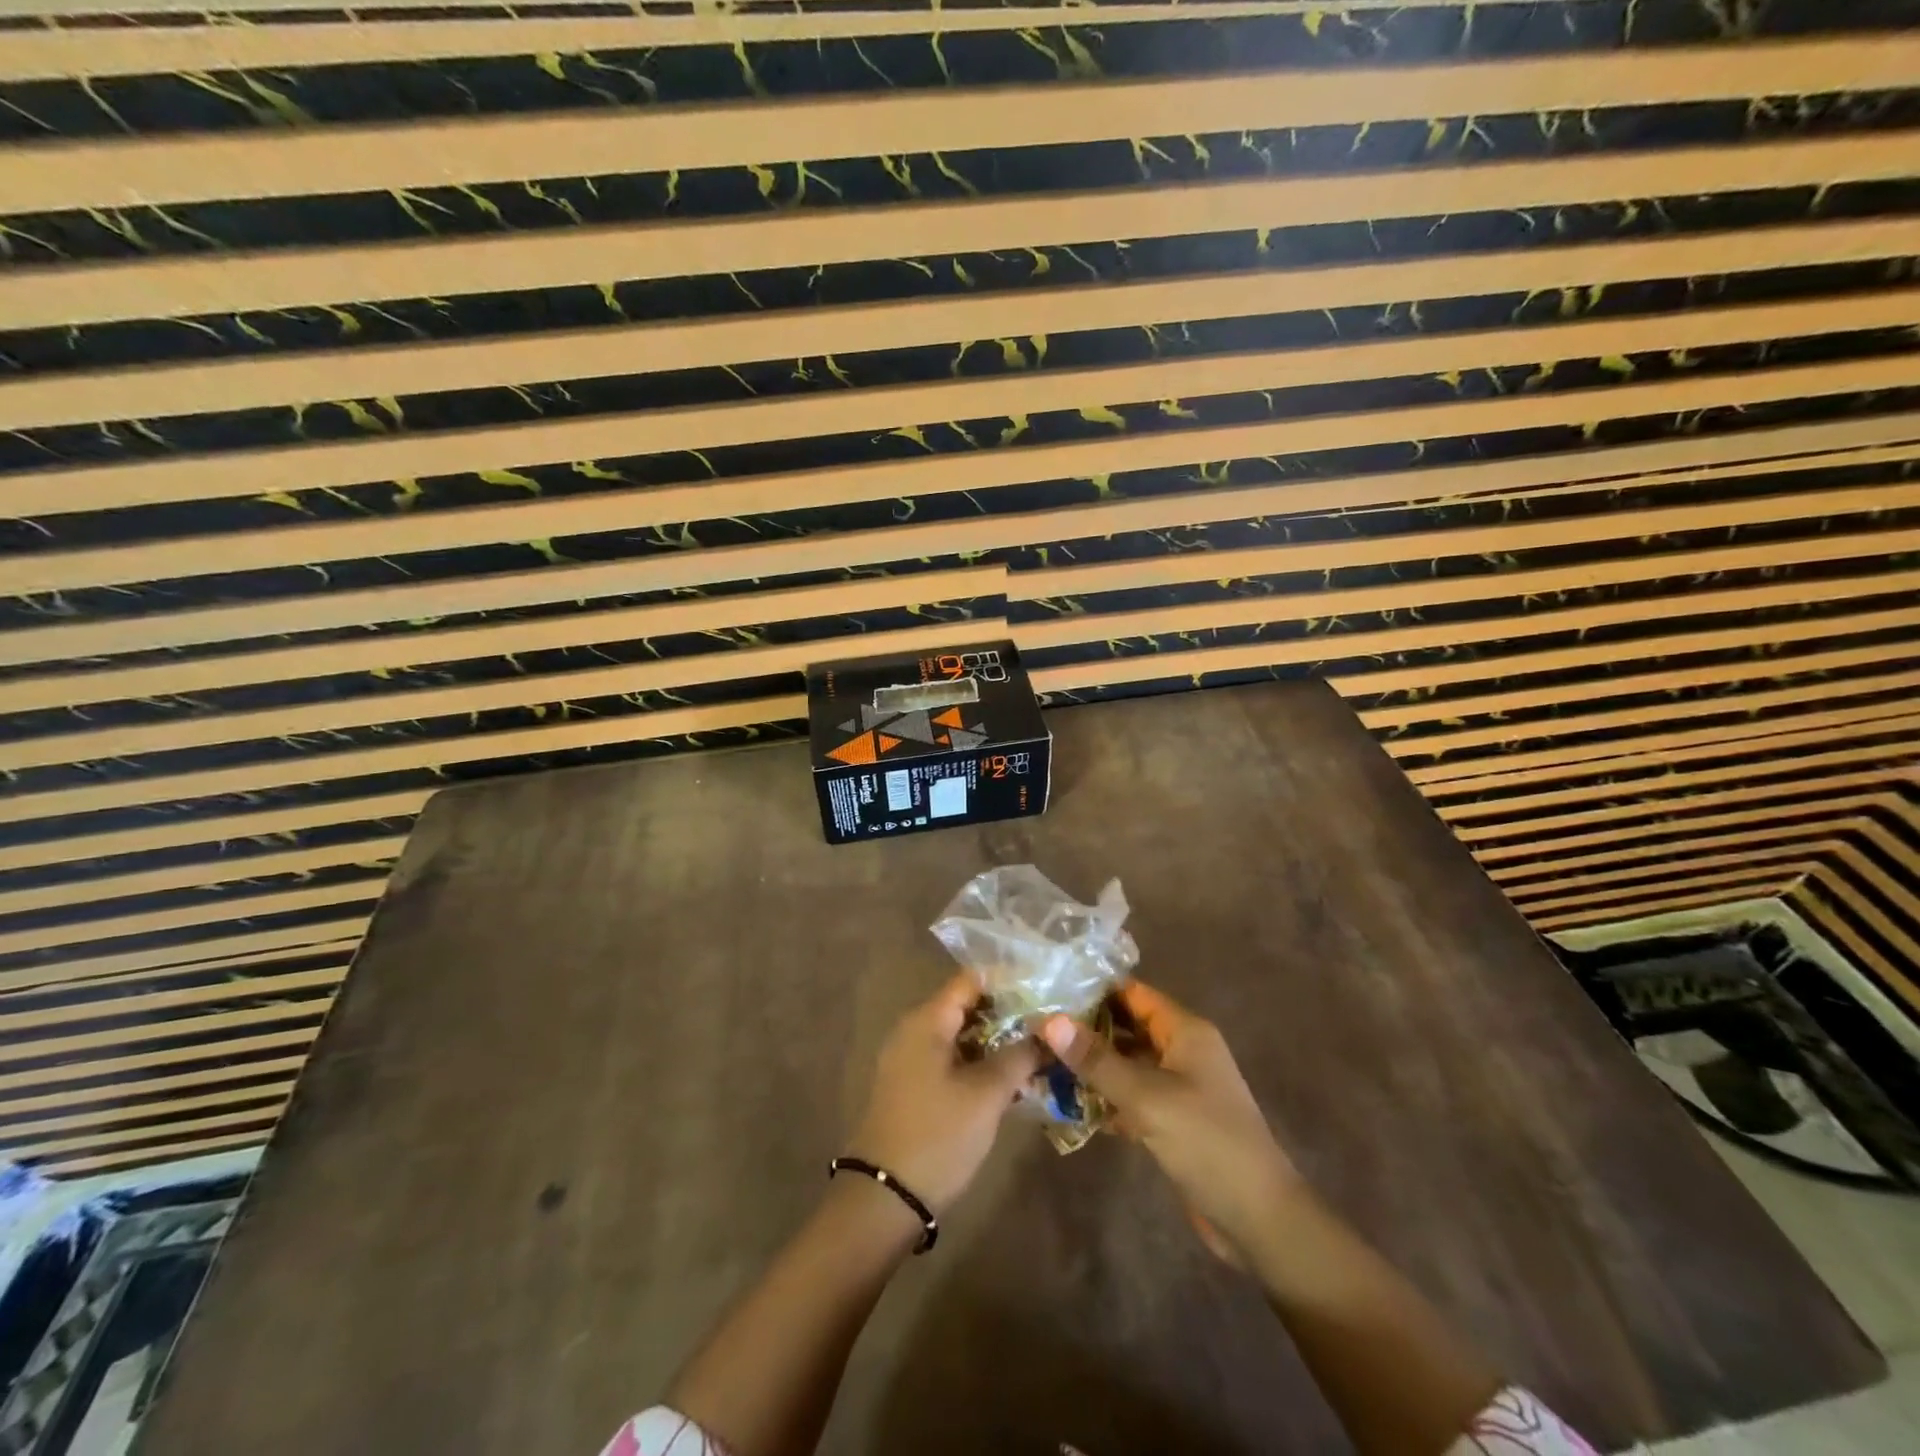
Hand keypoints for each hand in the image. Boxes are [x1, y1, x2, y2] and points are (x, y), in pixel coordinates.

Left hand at [846, 973, 1040, 1214]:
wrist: (885, 1196)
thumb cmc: (938, 1135)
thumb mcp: (986, 1094)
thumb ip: (1019, 1056)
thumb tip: (1048, 1032)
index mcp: (927, 1020)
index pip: (971, 980)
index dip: (1008, 980)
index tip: (1044, 987)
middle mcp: (914, 1030)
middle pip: (966, 1006)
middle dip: (1007, 1012)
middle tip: (1049, 1023)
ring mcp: (911, 1059)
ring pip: (961, 1035)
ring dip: (996, 1041)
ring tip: (1039, 1050)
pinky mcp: (913, 1086)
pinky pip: (951, 1059)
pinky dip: (980, 1062)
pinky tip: (1012, 1079)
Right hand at [1043, 981, 1297, 1261]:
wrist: (1259, 1219)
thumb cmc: (1207, 1143)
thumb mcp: (1147, 1098)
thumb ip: (1097, 1059)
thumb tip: (1049, 1021)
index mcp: (1185, 1031)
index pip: (1133, 994)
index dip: (1093, 990)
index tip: (1049, 992)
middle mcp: (1183, 1050)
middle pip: (1127, 1027)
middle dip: (1086, 1030)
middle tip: (1036, 1031)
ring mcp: (1179, 1086)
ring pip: (1126, 1063)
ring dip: (1091, 1066)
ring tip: (1042, 1064)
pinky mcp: (1173, 1120)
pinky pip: (1132, 1096)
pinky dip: (1105, 1097)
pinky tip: (1069, 1105)